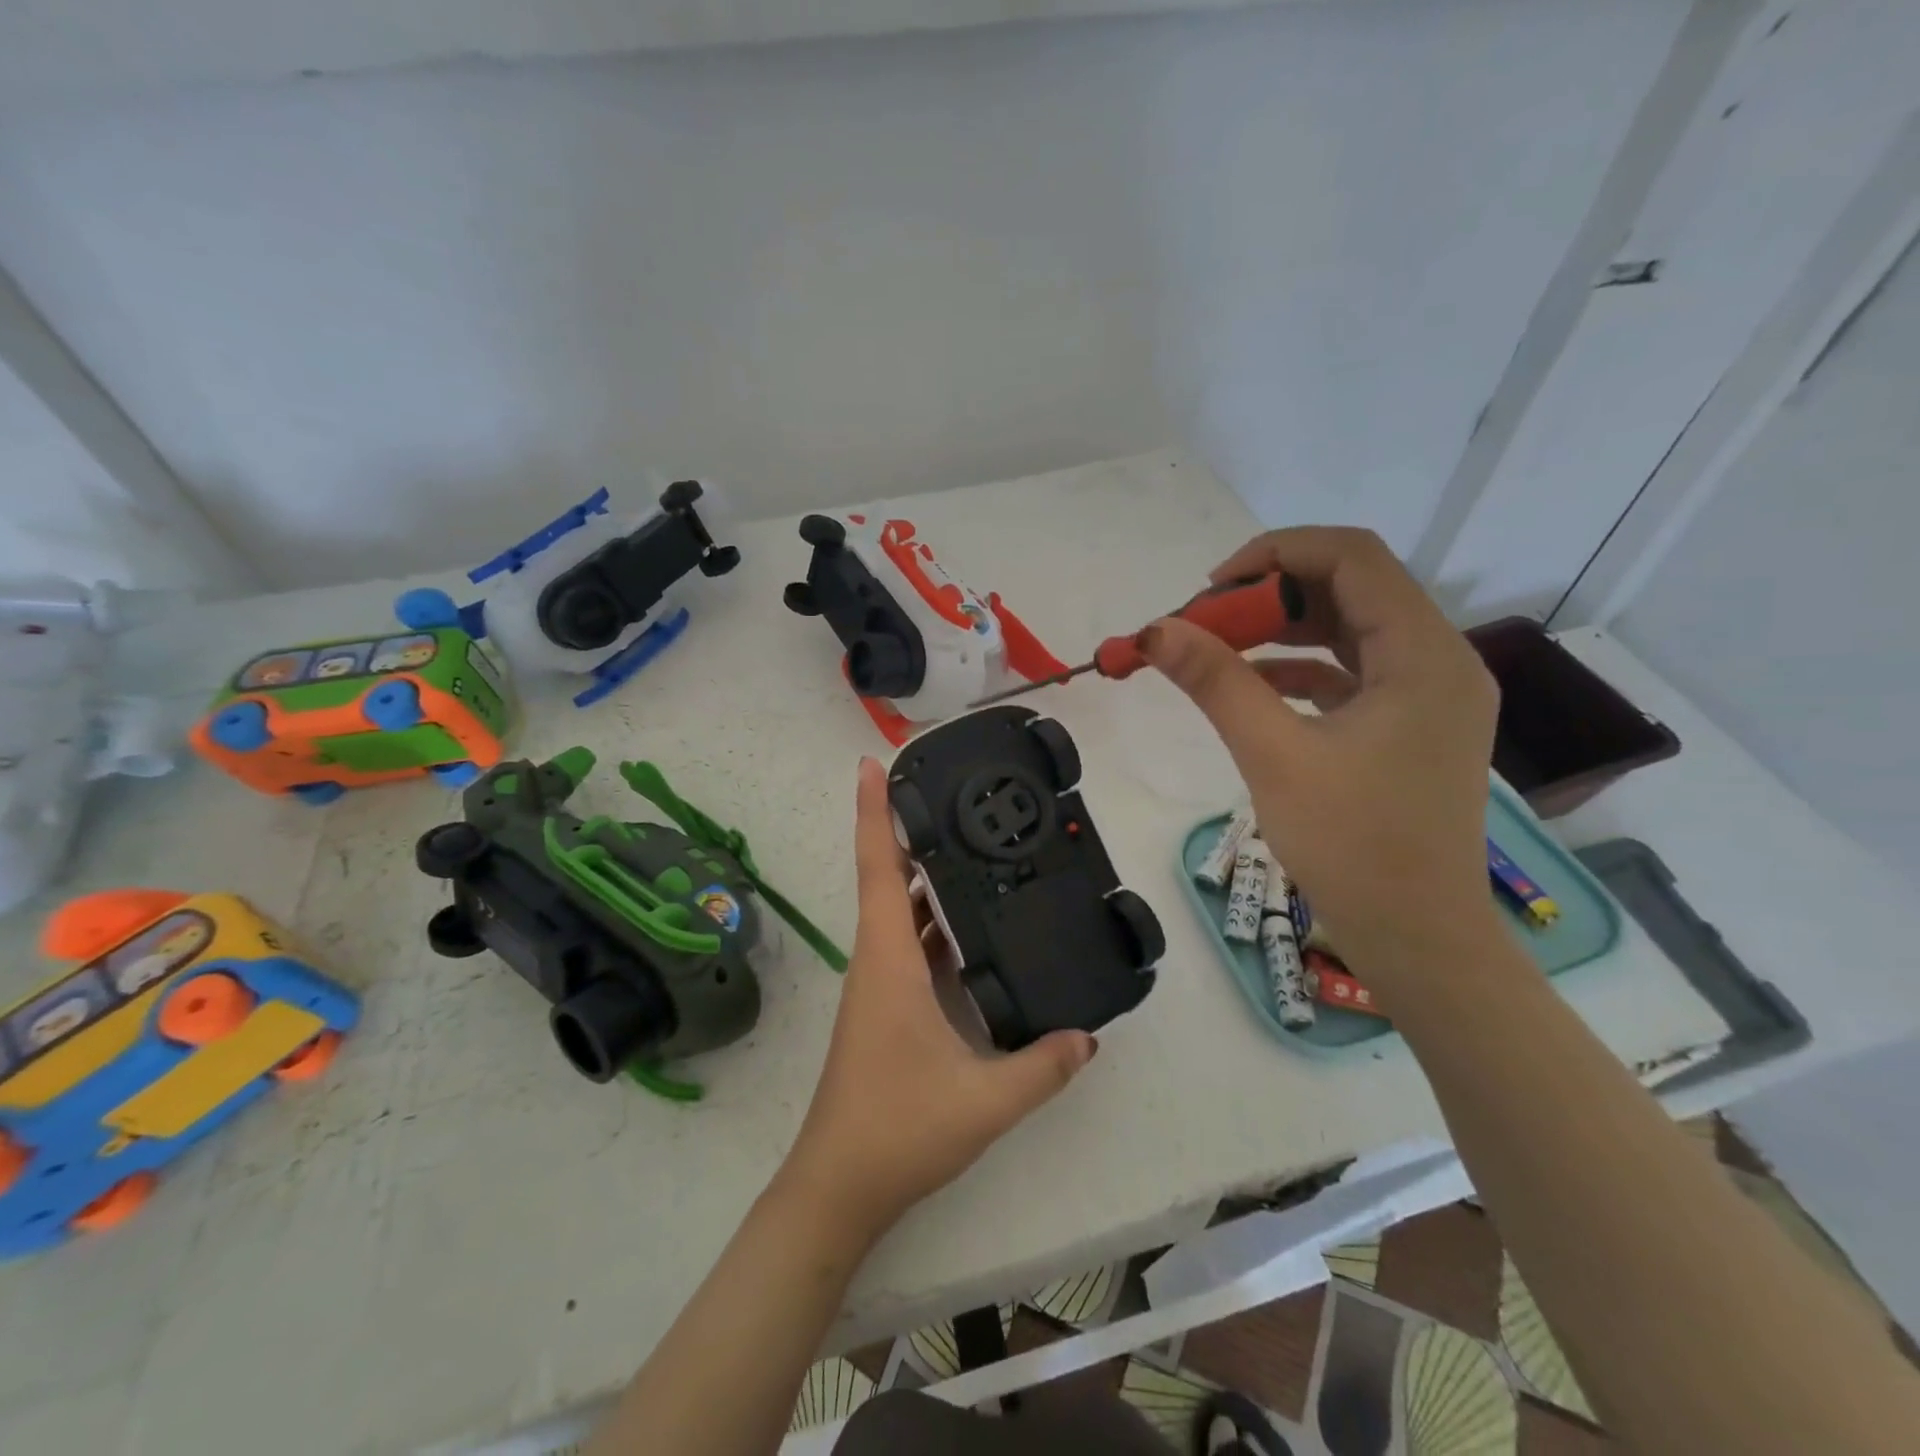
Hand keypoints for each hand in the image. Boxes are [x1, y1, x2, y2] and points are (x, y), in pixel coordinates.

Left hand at [778, 758, 1097, 1241]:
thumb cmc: (897, 1129)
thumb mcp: (983, 1100)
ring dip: (922, 878)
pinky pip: (908, 944)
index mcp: (888, 960)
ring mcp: (878, 984)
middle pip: (887, 878)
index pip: (878, 868)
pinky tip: (968, 926)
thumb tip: (1088, 1036)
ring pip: (899, 912)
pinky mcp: (885, 1007)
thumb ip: (1042, 1066)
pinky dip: (931, 921)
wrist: (839, 1186)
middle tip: (948, 796)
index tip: (871, 764)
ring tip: (968, 847)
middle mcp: (877, 960)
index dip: (873, 812)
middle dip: (909, 832)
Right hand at [1143, 527, 1500, 990]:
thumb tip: (1154, 631)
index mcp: (1424, 654)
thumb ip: (1215, 682)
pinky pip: (1353, 671)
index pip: (1353, 557)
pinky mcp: (1413, 725)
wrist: (1417, 937)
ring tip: (1215, 648)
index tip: (1209, 590)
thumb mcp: (1274, 756)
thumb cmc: (1352, 846)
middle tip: (1203, 623)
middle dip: (1270, 594)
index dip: (1275, 554)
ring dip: (1281, 629)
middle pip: (1352, 587)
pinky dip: (1301, 667)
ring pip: (1350, 628)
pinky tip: (1251, 686)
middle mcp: (1439, 659)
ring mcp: (1429, 694)